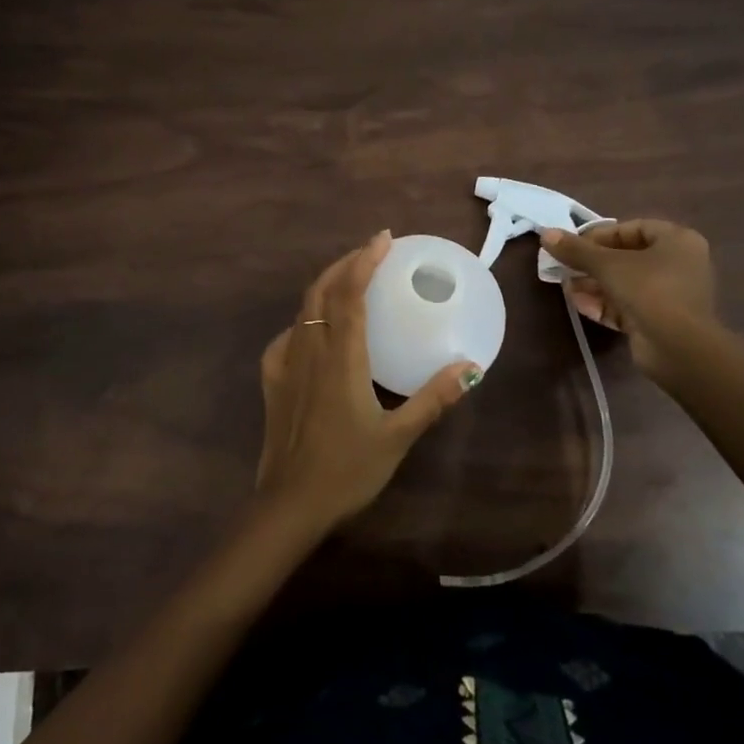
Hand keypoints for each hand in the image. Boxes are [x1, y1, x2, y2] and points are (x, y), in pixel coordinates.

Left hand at [257, 231, 481, 532]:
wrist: (291, 505)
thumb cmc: (348, 469)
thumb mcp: (398, 436)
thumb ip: (433, 399)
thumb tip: (471, 368)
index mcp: (341, 357)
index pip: (350, 294)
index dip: (365, 261)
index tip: (383, 239)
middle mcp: (310, 350)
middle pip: (322, 291)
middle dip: (345, 264)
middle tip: (371, 253)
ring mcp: (285, 365)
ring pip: (303, 311)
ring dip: (326, 287)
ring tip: (349, 283)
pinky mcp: (272, 382)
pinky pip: (286, 339)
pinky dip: (304, 322)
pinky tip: (313, 333)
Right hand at [539, 218, 715, 383]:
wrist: (678, 347)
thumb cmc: (649, 290)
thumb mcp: (608, 265)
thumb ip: (577, 250)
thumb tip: (546, 234)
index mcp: (677, 241)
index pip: (633, 228)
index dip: (600, 234)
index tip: (573, 244)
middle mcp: (678, 264)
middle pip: (627, 257)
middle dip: (592, 263)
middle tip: (565, 266)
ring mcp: (670, 295)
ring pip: (625, 284)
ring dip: (594, 284)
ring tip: (565, 286)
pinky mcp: (659, 321)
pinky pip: (627, 306)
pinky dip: (604, 304)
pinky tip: (578, 304)